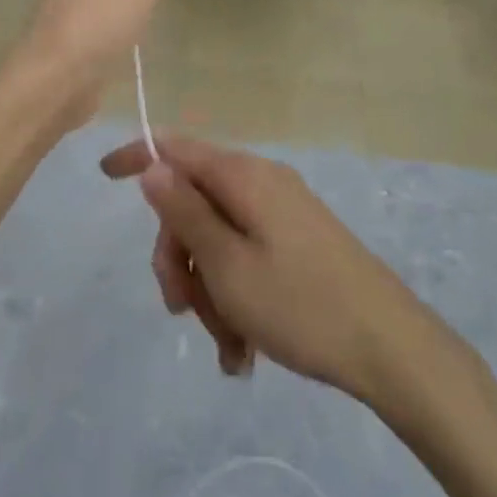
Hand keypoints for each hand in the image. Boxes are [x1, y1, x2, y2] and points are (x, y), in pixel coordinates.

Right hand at [100, 135, 423, 402]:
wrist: (393, 348)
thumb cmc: (300, 306)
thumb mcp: (227, 265)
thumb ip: (184, 213)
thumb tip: (152, 166)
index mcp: (243, 177)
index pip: (176, 148)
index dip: (137, 156)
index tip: (103, 175)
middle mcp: (262, 183)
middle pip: (194, 201)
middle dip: (179, 255)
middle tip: (182, 309)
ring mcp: (283, 212)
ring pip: (218, 237)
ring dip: (209, 287)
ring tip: (227, 347)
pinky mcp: (298, 241)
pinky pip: (248, 256)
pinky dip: (235, 294)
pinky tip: (243, 349)